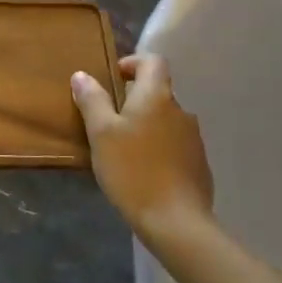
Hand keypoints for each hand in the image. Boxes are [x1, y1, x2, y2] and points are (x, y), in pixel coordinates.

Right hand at [72, 54, 212, 238]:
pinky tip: (143, 172)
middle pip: (157, 92)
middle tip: (108, 122)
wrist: (176, 221)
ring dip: (146, 126)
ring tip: (123, 150)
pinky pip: (175, 144)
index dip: (132, 63)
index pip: (153, 61)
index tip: (112, 79)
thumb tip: (82, 75)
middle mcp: (181, 110)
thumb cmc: (132, 170)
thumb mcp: (101, 134)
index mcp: (157, 96)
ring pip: (165, 120)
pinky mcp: (199, 164)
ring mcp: (194, 138)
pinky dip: (158, 148)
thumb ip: (92, 100)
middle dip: (133, 100)